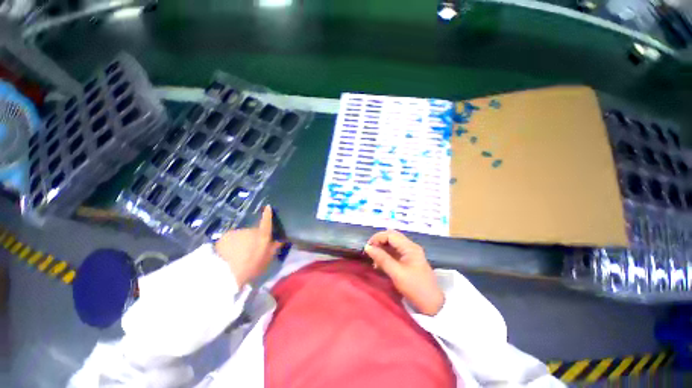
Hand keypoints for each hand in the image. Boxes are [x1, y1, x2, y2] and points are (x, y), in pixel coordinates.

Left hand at [214, 205, 281, 287]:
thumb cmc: (252, 266)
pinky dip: (230, 244)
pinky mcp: (225, 236)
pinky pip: (230, 239)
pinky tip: (228, 254)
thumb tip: (280, 240)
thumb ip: (274, 248)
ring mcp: (237, 232)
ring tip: (237, 255)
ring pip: (241, 235)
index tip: (268, 206)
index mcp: (262, 235)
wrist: (227, 271)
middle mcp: (250, 230)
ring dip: (240, 242)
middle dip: (252, 238)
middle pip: (252, 232)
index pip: (267, 221)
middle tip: (250, 250)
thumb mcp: (267, 259)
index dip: (268, 214)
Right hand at [364, 230, 443, 315]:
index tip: (367, 247)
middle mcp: (410, 246)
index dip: (377, 238)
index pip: (390, 234)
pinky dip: (386, 254)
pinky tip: (380, 263)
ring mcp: (410, 253)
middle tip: (370, 251)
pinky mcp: (409, 260)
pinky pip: (395, 252)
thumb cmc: (415, 288)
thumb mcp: (396, 273)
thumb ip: (382, 259)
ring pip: (392, 244)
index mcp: (409, 247)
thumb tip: (367, 248)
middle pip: (391, 237)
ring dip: (382, 248)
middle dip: (379, 242)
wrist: (432, 305)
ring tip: (374, 259)